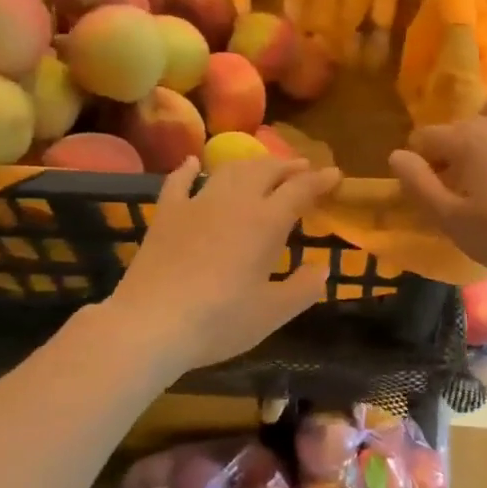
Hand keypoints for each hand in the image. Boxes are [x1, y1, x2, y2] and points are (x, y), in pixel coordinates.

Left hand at [108, 155, 341, 376]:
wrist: (151, 324)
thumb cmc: (219, 321)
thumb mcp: (271, 313)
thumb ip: (302, 289)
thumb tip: (322, 269)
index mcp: (266, 223)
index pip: (300, 190)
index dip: (320, 180)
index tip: (335, 174)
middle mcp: (234, 202)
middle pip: (266, 170)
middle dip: (288, 165)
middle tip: (303, 167)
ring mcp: (196, 204)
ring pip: (229, 171)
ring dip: (251, 164)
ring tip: (263, 167)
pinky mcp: (166, 214)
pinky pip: (178, 182)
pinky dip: (188, 169)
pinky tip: (193, 163)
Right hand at [389, 96, 486, 284]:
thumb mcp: (449, 219)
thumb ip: (417, 184)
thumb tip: (397, 156)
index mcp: (467, 138)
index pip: (426, 137)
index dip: (421, 163)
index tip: (433, 191)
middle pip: (460, 126)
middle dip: (452, 150)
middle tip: (461, 189)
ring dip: (484, 131)